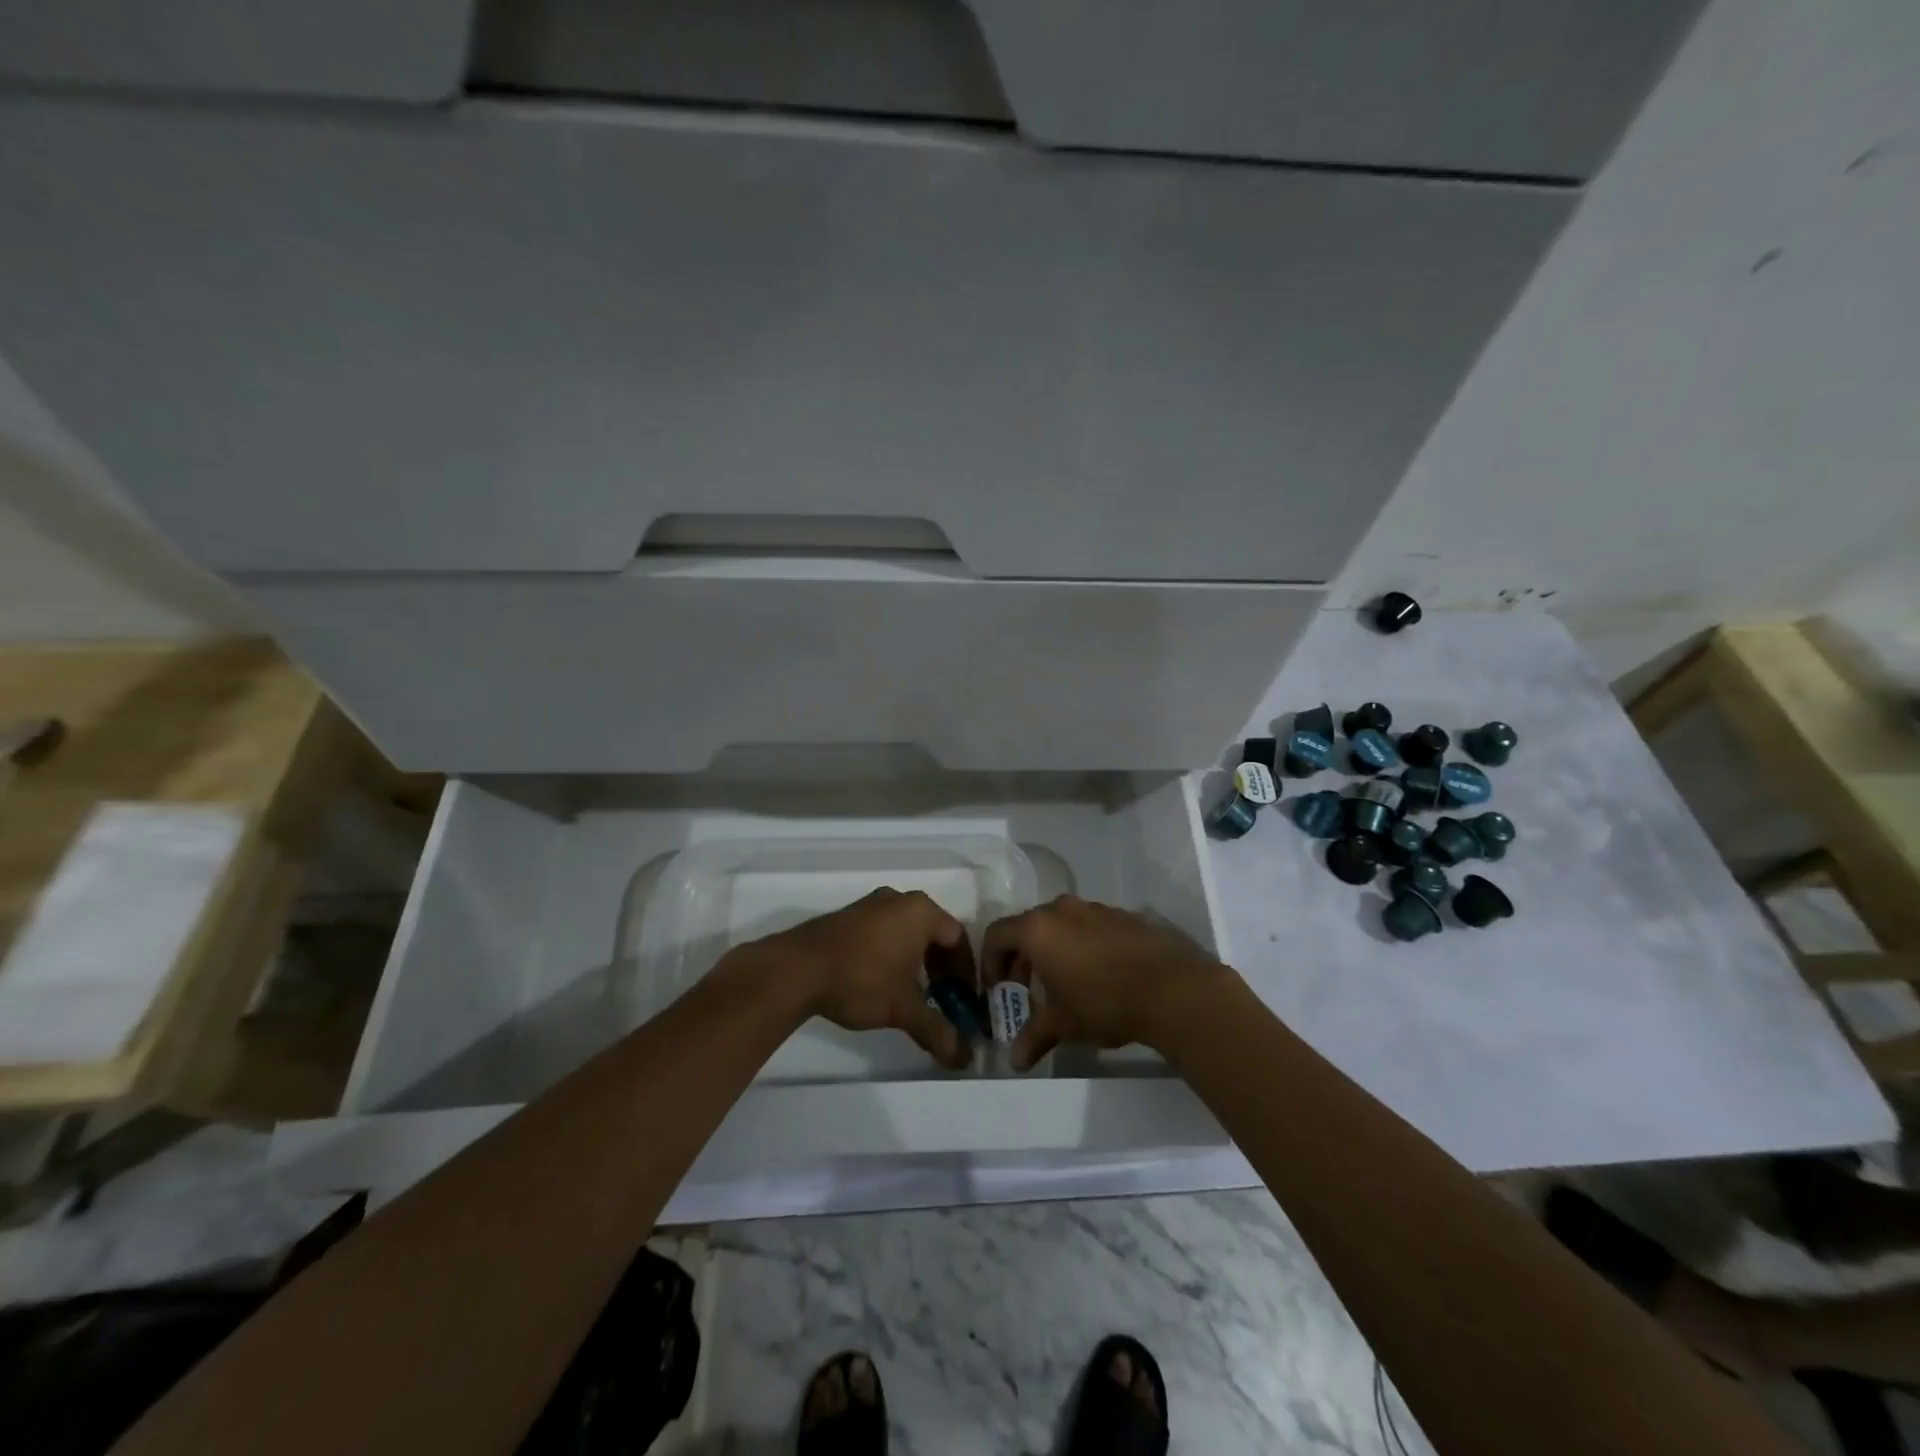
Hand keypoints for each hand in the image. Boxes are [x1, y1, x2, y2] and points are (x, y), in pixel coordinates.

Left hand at [738, 888, 973, 1069]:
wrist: (796, 969)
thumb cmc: (861, 980)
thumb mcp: (903, 1009)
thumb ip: (938, 1031)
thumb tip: (965, 1060)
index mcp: (921, 911)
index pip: (958, 938)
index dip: (965, 971)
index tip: (964, 999)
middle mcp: (899, 899)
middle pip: (934, 932)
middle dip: (942, 967)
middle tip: (943, 998)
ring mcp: (871, 904)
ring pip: (907, 931)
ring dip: (917, 960)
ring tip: (914, 993)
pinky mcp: (849, 915)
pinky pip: (885, 930)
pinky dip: (894, 953)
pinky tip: (883, 981)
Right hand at [980, 896, 1230, 1070]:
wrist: (1172, 989)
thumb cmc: (1103, 1002)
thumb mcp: (1063, 1024)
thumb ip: (1034, 1037)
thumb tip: (1015, 1060)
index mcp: (1038, 929)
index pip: (997, 935)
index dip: (990, 962)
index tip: (997, 989)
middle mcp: (1063, 910)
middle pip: (1029, 927)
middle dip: (1021, 958)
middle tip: (1025, 989)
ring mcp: (1096, 909)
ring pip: (1061, 925)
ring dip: (1053, 950)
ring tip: (1063, 983)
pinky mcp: (1124, 916)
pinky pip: (1091, 927)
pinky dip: (1083, 945)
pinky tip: (1098, 975)